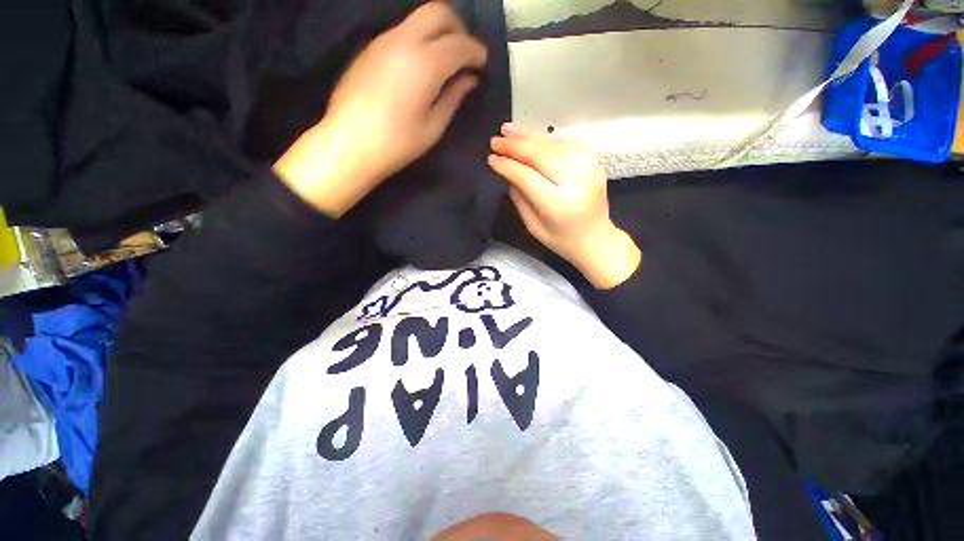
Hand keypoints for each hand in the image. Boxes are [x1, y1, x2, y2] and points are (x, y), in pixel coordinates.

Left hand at [274, 2, 486, 216]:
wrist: (349, 143)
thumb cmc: (397, 143)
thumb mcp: (433, 127)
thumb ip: (453, 97)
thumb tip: (469, 79)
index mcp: (425, 64)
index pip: (460, 43)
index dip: (476, 52)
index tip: (483, 65)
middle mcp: (404, 41)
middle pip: (439, 12)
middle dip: (459, 28)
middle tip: (465, 55)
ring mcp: (384, 41)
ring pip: (419, 19)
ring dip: (438, 33)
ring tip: (445, 63)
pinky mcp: (371, 49)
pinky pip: (403, 32)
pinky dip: (420, 40)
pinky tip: (421, 67)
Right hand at [488, 123, 640, 288]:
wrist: (596, 239)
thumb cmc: (561, 240)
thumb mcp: (533, 226)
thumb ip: (519, 198)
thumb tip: (507, 172)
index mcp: (559, 205)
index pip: (527, 176)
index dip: (507, 165)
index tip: (491, 159)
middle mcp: (577, 182)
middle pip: (541, 154)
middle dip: (515, 145)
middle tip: (496, 140)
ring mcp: (590, 169)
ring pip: (554, 143)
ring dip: (529, 134)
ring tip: (508, 129)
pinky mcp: (595, 162)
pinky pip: (569, 141)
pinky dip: (549, 136)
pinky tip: (533, 135)